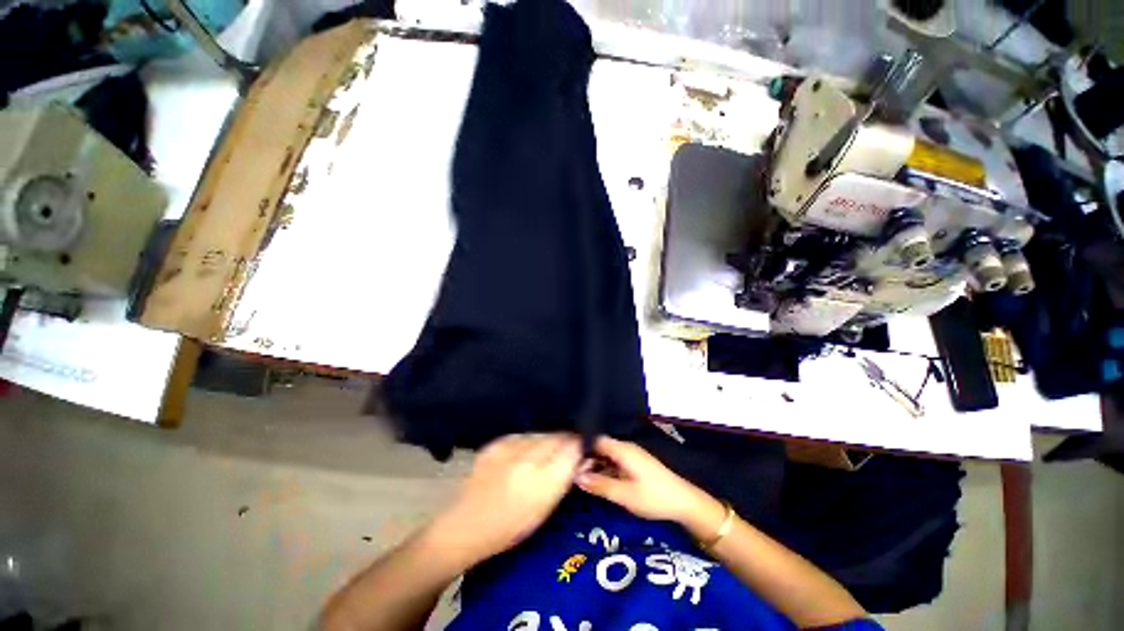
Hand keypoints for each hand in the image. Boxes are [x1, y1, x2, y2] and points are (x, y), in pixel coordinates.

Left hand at [425, 433, 581, 567]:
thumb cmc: (510, 527)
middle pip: (557, 436)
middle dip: (565, 440)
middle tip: (566, 450)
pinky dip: (527, 442)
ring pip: (540, 433)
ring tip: (543, 453)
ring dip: (547, 440)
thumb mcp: (545, 509)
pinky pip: (522, 435)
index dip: (579, 445)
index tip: (582, 448)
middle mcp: (528, 459)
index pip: (572, 448)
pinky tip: (523, 453)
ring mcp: (509, 449)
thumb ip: (563, 478)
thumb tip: (579, 457)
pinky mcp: (495, 444)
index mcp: (544, 481)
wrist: (466, 525)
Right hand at [576, 436, 719, 528]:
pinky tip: (597, 482)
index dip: (580, 446)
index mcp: (622, 449)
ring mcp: (631, 456)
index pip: (596, 439)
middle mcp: (626, 448)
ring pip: (607, 456)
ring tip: (578, 478)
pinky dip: (605, 470)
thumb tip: (576, 477)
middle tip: (569, 472)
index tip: (565, 457)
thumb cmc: (653, 497)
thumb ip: (599, 485)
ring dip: (595, 466)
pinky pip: (615, 463)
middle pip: (600, 447)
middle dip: (586, 458)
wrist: (684, 503)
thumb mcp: (624, 495)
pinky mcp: (636, 465)